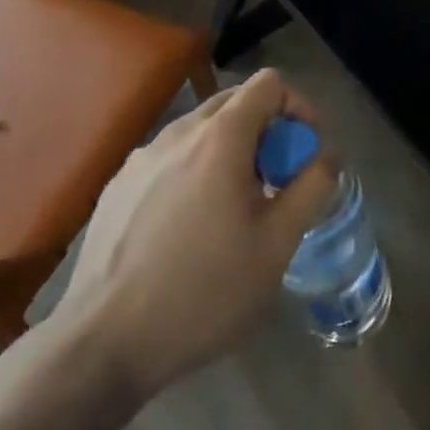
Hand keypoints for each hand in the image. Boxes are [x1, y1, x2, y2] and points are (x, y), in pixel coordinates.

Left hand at [52, 68, 335, 393]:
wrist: (101, 345)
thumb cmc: (202, 292)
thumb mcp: (276, 245)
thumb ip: (312, 187)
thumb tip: (327, 154)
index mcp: (220, 136)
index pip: (270, 83)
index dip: (298, 107)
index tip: (306, 150)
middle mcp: (179, 132)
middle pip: (235, 101)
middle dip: (266, 129)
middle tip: (276, 180)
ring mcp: (141, 157)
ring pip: (200, 131)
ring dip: (230, 151)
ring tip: (234, 207)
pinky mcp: (117, 186)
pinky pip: (170, 158)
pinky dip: (194, 171)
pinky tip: (189, 227)